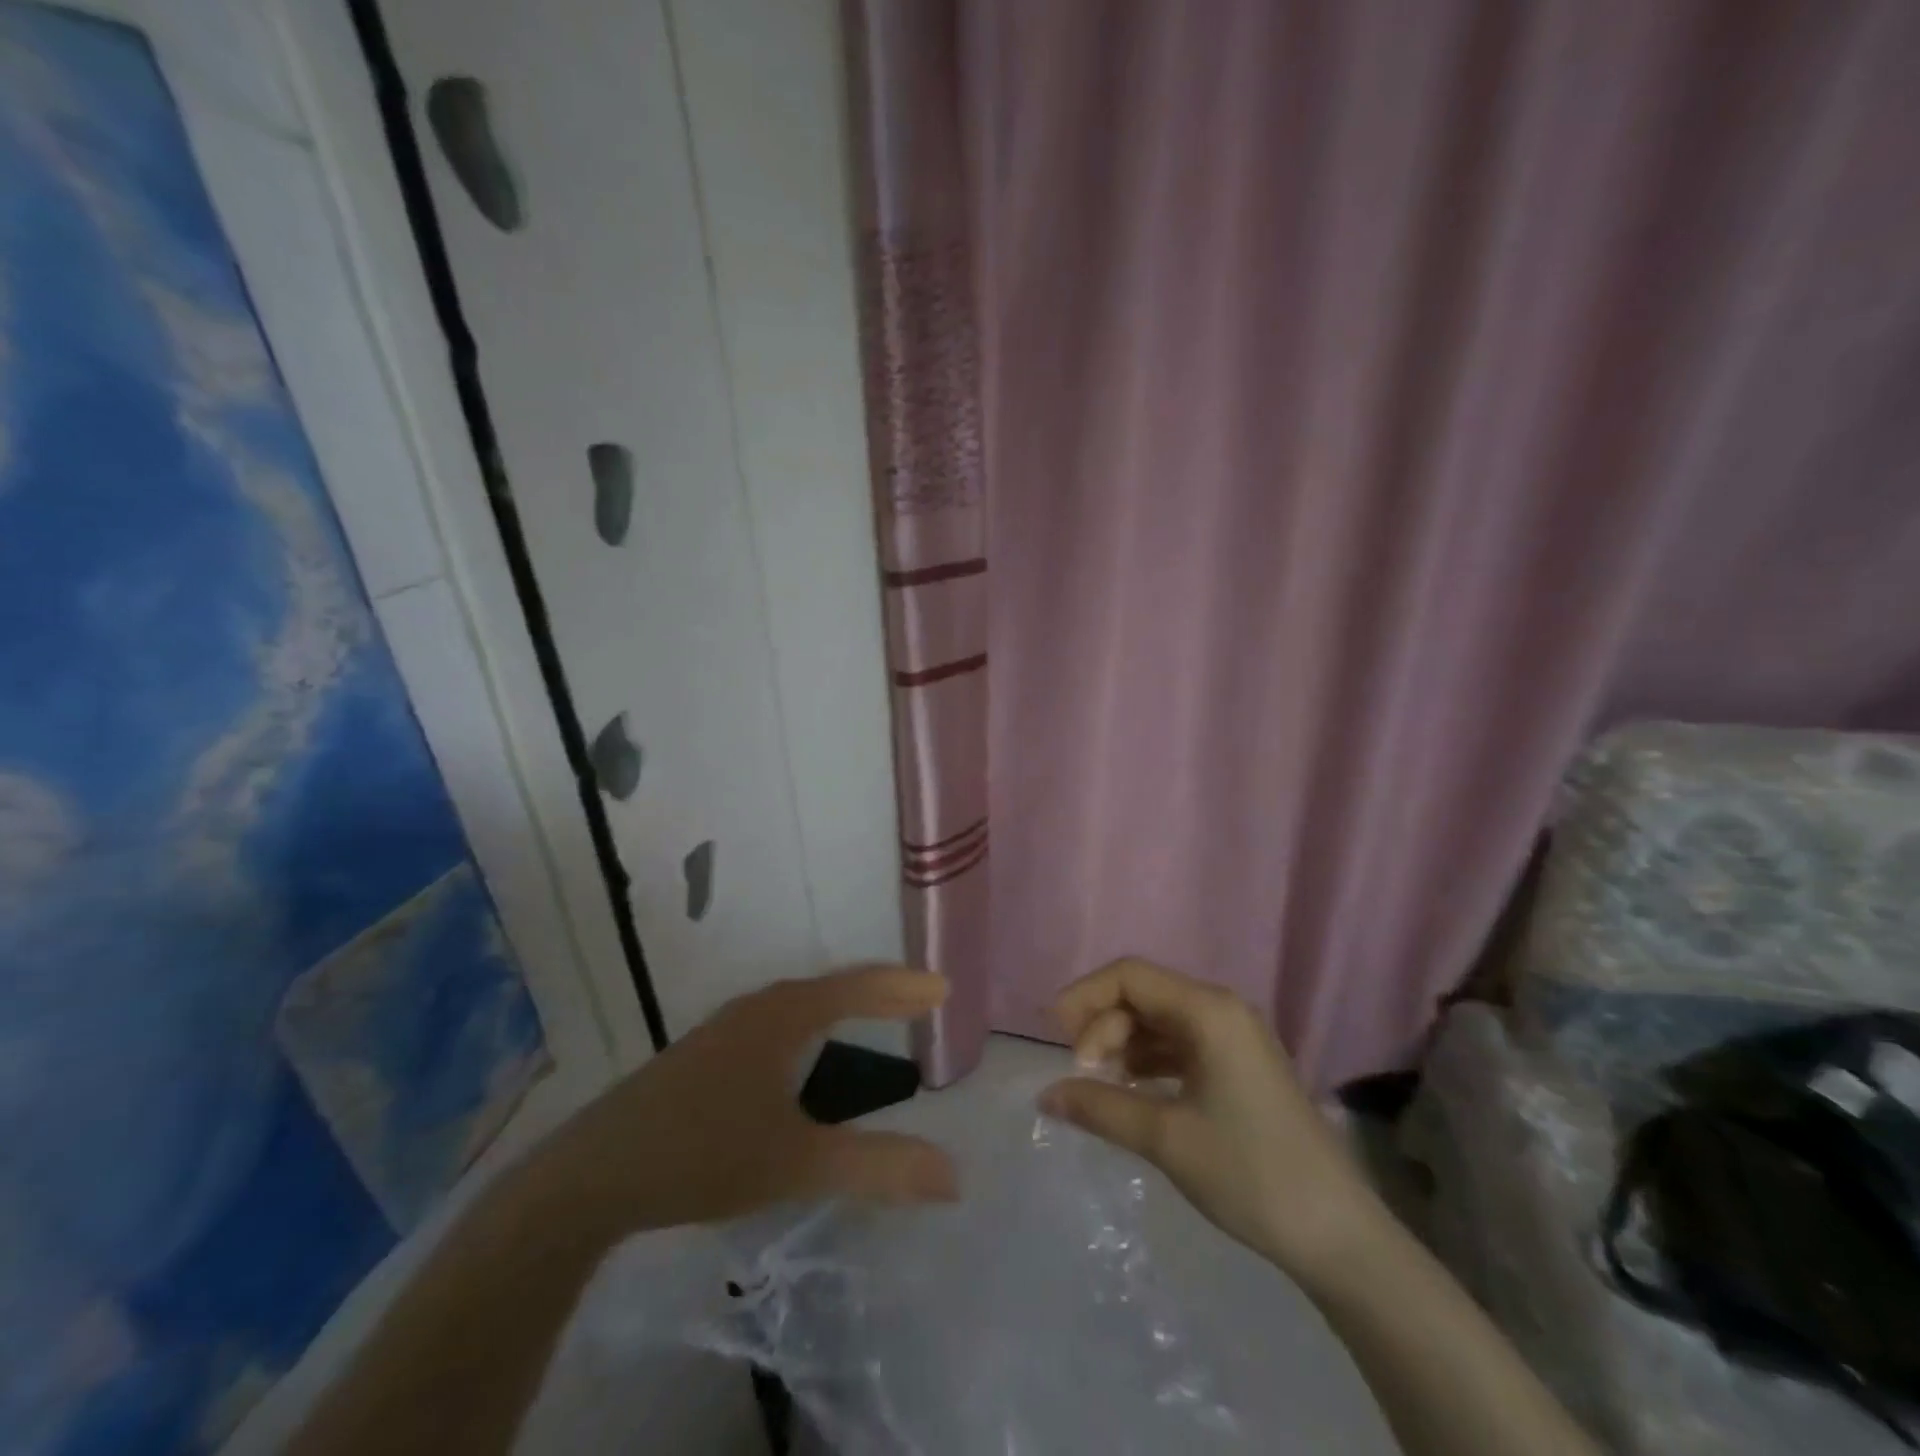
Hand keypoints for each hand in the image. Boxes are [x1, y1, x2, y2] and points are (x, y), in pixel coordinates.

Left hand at [526, 967, 957, 1240]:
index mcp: (783, 1017)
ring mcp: (724, 1030)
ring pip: (797, 1004)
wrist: (592, 1175)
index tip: (943, 988)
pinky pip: (775, 1023)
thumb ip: (876, 1167)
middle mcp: (756, 1009)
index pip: (857, 988)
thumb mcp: (796, 1164)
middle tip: (917, 999)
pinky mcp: (703, 1056)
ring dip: (840, 1004)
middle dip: (876, 990)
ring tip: (872, 1013)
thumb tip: (953, 1176)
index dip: (902, 988)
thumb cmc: (703, 1154)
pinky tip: (802, 1055)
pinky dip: (809, 1025)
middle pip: (829, 987)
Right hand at [1042, 958, 1383, 1279]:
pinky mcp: (1240, 1065)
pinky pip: (1181, 1044)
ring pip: (1160, 1019)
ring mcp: (1235, 1038)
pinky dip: (1150, 1059)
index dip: (1085, 996)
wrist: (1338, 1235)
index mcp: (1209, 1011)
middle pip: (1144, 994)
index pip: (1131, 976)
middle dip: (1104, 1025)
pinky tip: (1133, 1089)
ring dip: (1124, 1043)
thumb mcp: (1167, 1138)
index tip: (1054, 1034)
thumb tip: (1046, 1096)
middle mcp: (1222, 1010)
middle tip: (1082, 1073)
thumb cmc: (1251, 1173)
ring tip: (1101, 1083)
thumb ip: (1100, 1108)